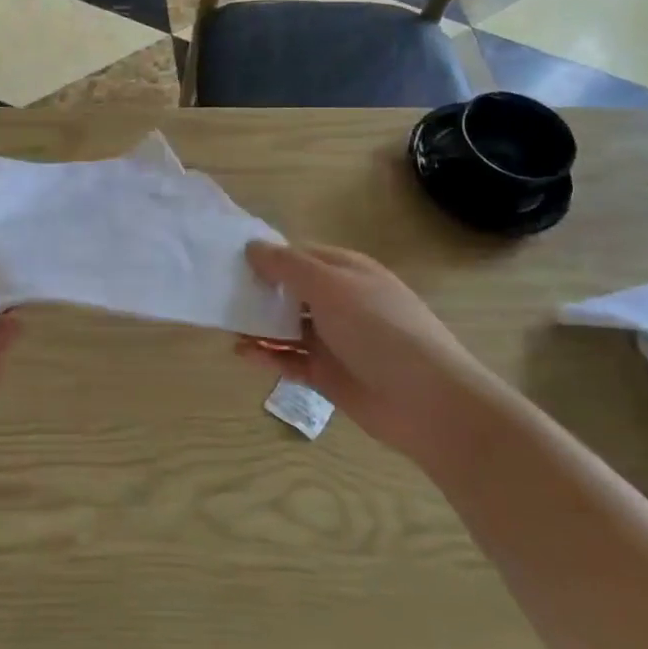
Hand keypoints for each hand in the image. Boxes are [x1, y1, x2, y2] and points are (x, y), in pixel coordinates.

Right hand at [239, 241, 495, 455]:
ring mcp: (334, 340)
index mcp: (347, 272)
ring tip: (225, 324)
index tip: (229, 259)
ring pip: (286, 326)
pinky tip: (241, 353)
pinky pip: (289, 360)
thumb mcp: (332, 287)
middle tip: (218, 292)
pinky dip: (266, 356)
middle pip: (290, 290)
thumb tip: (251, 246)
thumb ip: (288, 266)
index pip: (299, 255)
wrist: (428, 402)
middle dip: (257, 290)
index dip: (266, 255)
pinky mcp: (328, 374)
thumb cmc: (380, 330)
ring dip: (258, 324)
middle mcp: (339, 302)